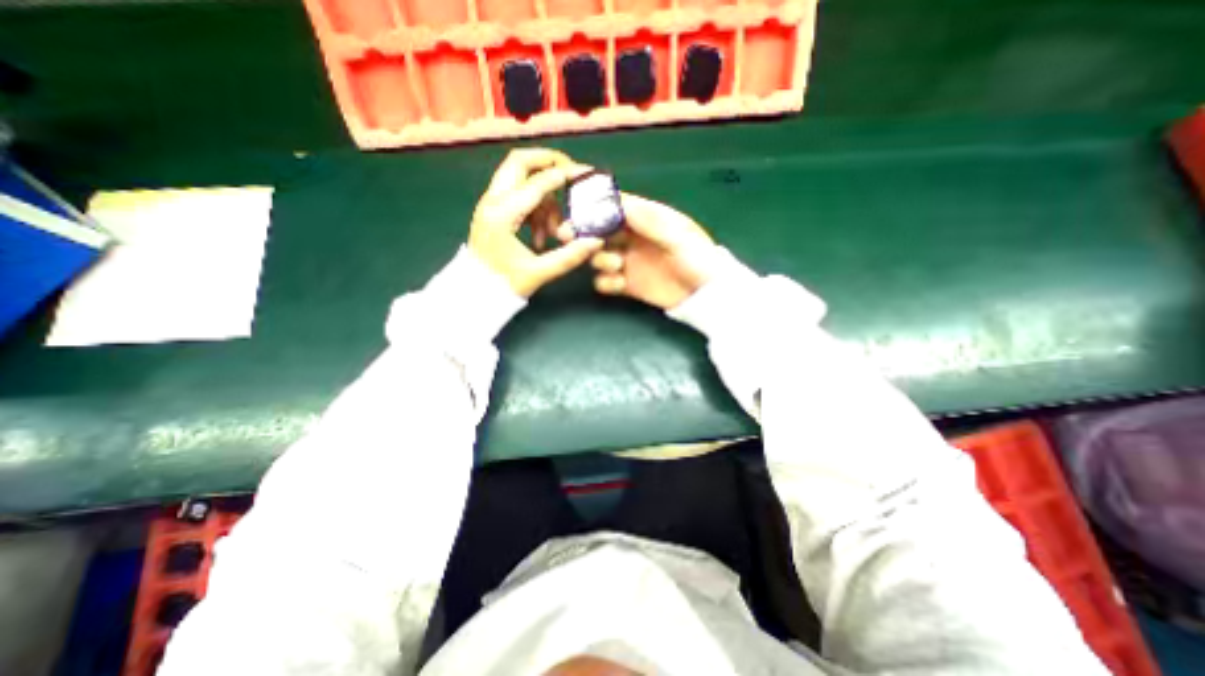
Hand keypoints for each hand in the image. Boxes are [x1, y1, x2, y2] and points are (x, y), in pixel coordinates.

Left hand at [469, 149, 603, 293]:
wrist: (474, 292)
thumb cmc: (503, 284)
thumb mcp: (539, 272)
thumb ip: (570, 256)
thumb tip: (596, 241)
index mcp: (502, 214)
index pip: (538, 182)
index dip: (565, 175)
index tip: (586, 174)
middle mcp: (492, 201)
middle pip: (520, 161)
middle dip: (548, 162)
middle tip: (571, 175)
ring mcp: (490, 203)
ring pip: (521, 180)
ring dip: (544, 198)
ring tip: (553, 232)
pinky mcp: (493, 210)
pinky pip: (519, 195)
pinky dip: (535, 207)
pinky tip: (541, 234)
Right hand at [579, 194, 719, 307]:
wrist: (706, 295)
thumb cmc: (698, 258)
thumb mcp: (677, 235)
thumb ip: (648, 220)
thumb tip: (617, 203)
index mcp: (646, 219)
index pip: (615, 206)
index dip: (594, 205)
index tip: (575, 209)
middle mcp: (633, 238)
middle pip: (599, 230)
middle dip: (584, 232)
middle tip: (568, 236)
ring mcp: (628, 262)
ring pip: (598, 255)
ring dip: (599, 258)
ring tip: (616, 265)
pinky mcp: (627, 284)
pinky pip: (605, 281)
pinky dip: (606, 282)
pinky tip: (618, 284)